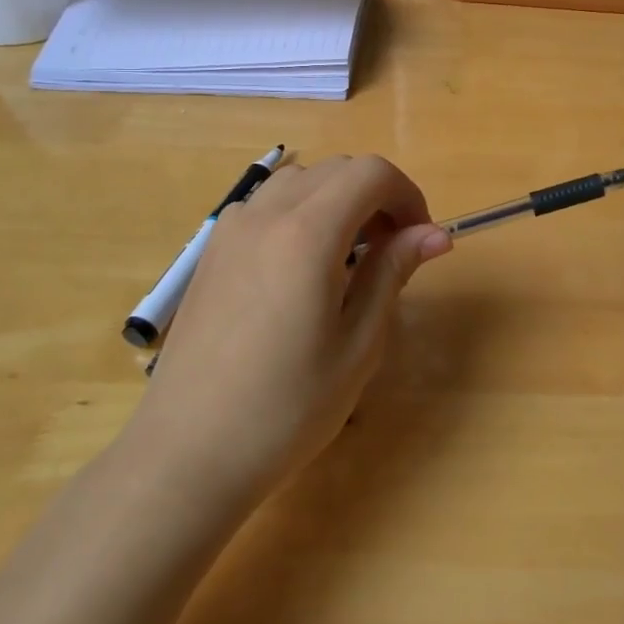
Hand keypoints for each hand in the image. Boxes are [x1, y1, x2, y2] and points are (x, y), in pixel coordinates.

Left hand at [128, 155, 450, 504]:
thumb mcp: (358, 344)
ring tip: (350, 257)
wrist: (187, 454)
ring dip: (338, 200)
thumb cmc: (286, 408)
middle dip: (378, 196)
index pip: (371, 173)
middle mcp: (266, 215)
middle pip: (337, 169)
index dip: (408, 195)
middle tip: (394, 251)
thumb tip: (435, 233)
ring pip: (301, 181)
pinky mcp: (212, 252)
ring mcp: (231, 230)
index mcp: (307, 234)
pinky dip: (301, 212)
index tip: (420, 239)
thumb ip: (393, 272)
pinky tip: (303, 268)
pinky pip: (267, 205)